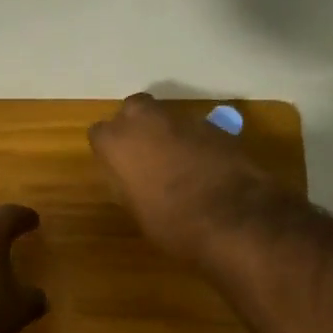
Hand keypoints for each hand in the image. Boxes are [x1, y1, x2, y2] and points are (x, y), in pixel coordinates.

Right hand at [88, 93, 285, 261]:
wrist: (233, 219)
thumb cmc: (172, 223)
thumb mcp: (136, 210)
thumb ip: (127, 182)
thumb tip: (131, 176)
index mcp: (118, 142)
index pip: (99, 133)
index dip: (108, 149)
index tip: (116, 165)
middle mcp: (147, 121)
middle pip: (133, 109)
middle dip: (136, 125)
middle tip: (143, 153)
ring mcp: (183, 120)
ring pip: (166, 116)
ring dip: (166, 133)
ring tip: (175, 162)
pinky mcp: (215, 127)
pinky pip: (194, 129)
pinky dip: (194, 142)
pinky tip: (202, 166)